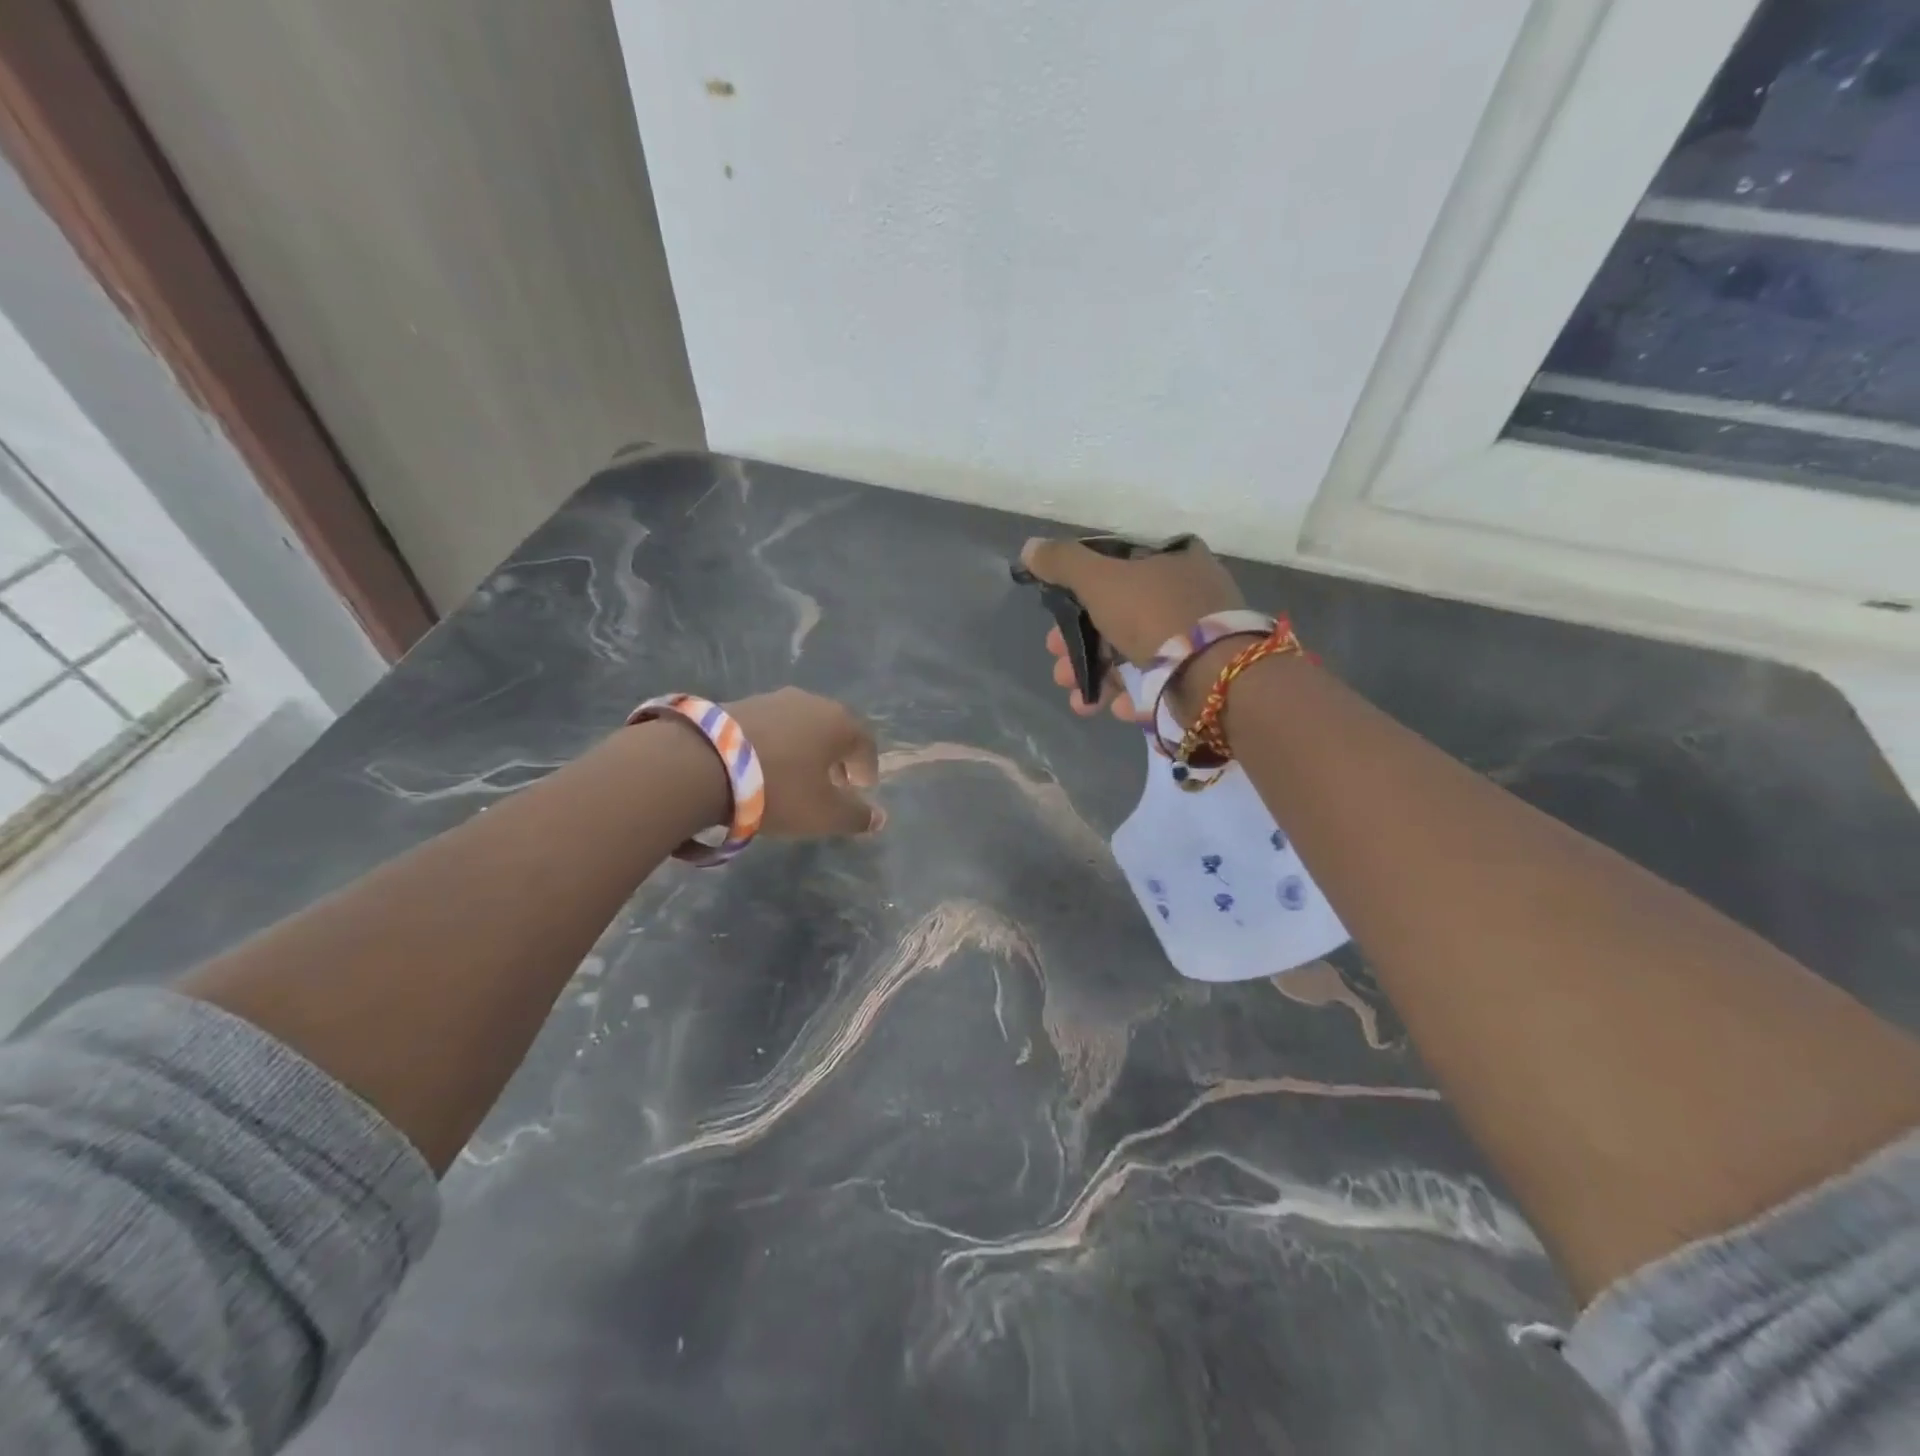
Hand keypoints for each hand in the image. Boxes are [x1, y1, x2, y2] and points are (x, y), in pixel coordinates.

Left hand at [726, 688, 884, 836]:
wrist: (703, 763)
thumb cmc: (780, 788)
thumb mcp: (824, 814)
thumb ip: (856, 816)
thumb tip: (880, 818)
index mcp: (839, 722)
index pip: (865, 743)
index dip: (867, 768)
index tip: (861, 789)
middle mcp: (811, 702)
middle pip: (833, 730)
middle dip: (837, 757)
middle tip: (832, 784)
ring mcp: (773, 699)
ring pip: (801, 726)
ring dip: (805, 750)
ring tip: (795, 777)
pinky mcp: (740, 703)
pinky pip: (771, 727)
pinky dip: (776, 745)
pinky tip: (763, 767)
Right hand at [1020, 535, 1245, 720]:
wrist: (1215, 677)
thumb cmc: (1154, 615)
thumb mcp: (1100, 580)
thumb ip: (1063, 563)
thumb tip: (1029, 548)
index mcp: (1173, 560)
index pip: (1116, 570)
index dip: (1079, 595)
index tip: (1054, 622)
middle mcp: (1190, 594)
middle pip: (1120, 617)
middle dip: (1081, 648)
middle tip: (1059, 668)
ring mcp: (1200, 637)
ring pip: (1134, 654)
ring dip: (1099, 677)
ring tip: (1080, 702)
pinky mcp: (1204, 676)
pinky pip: (1159, 682)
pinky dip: (1132, 695)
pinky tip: (1116, 708)